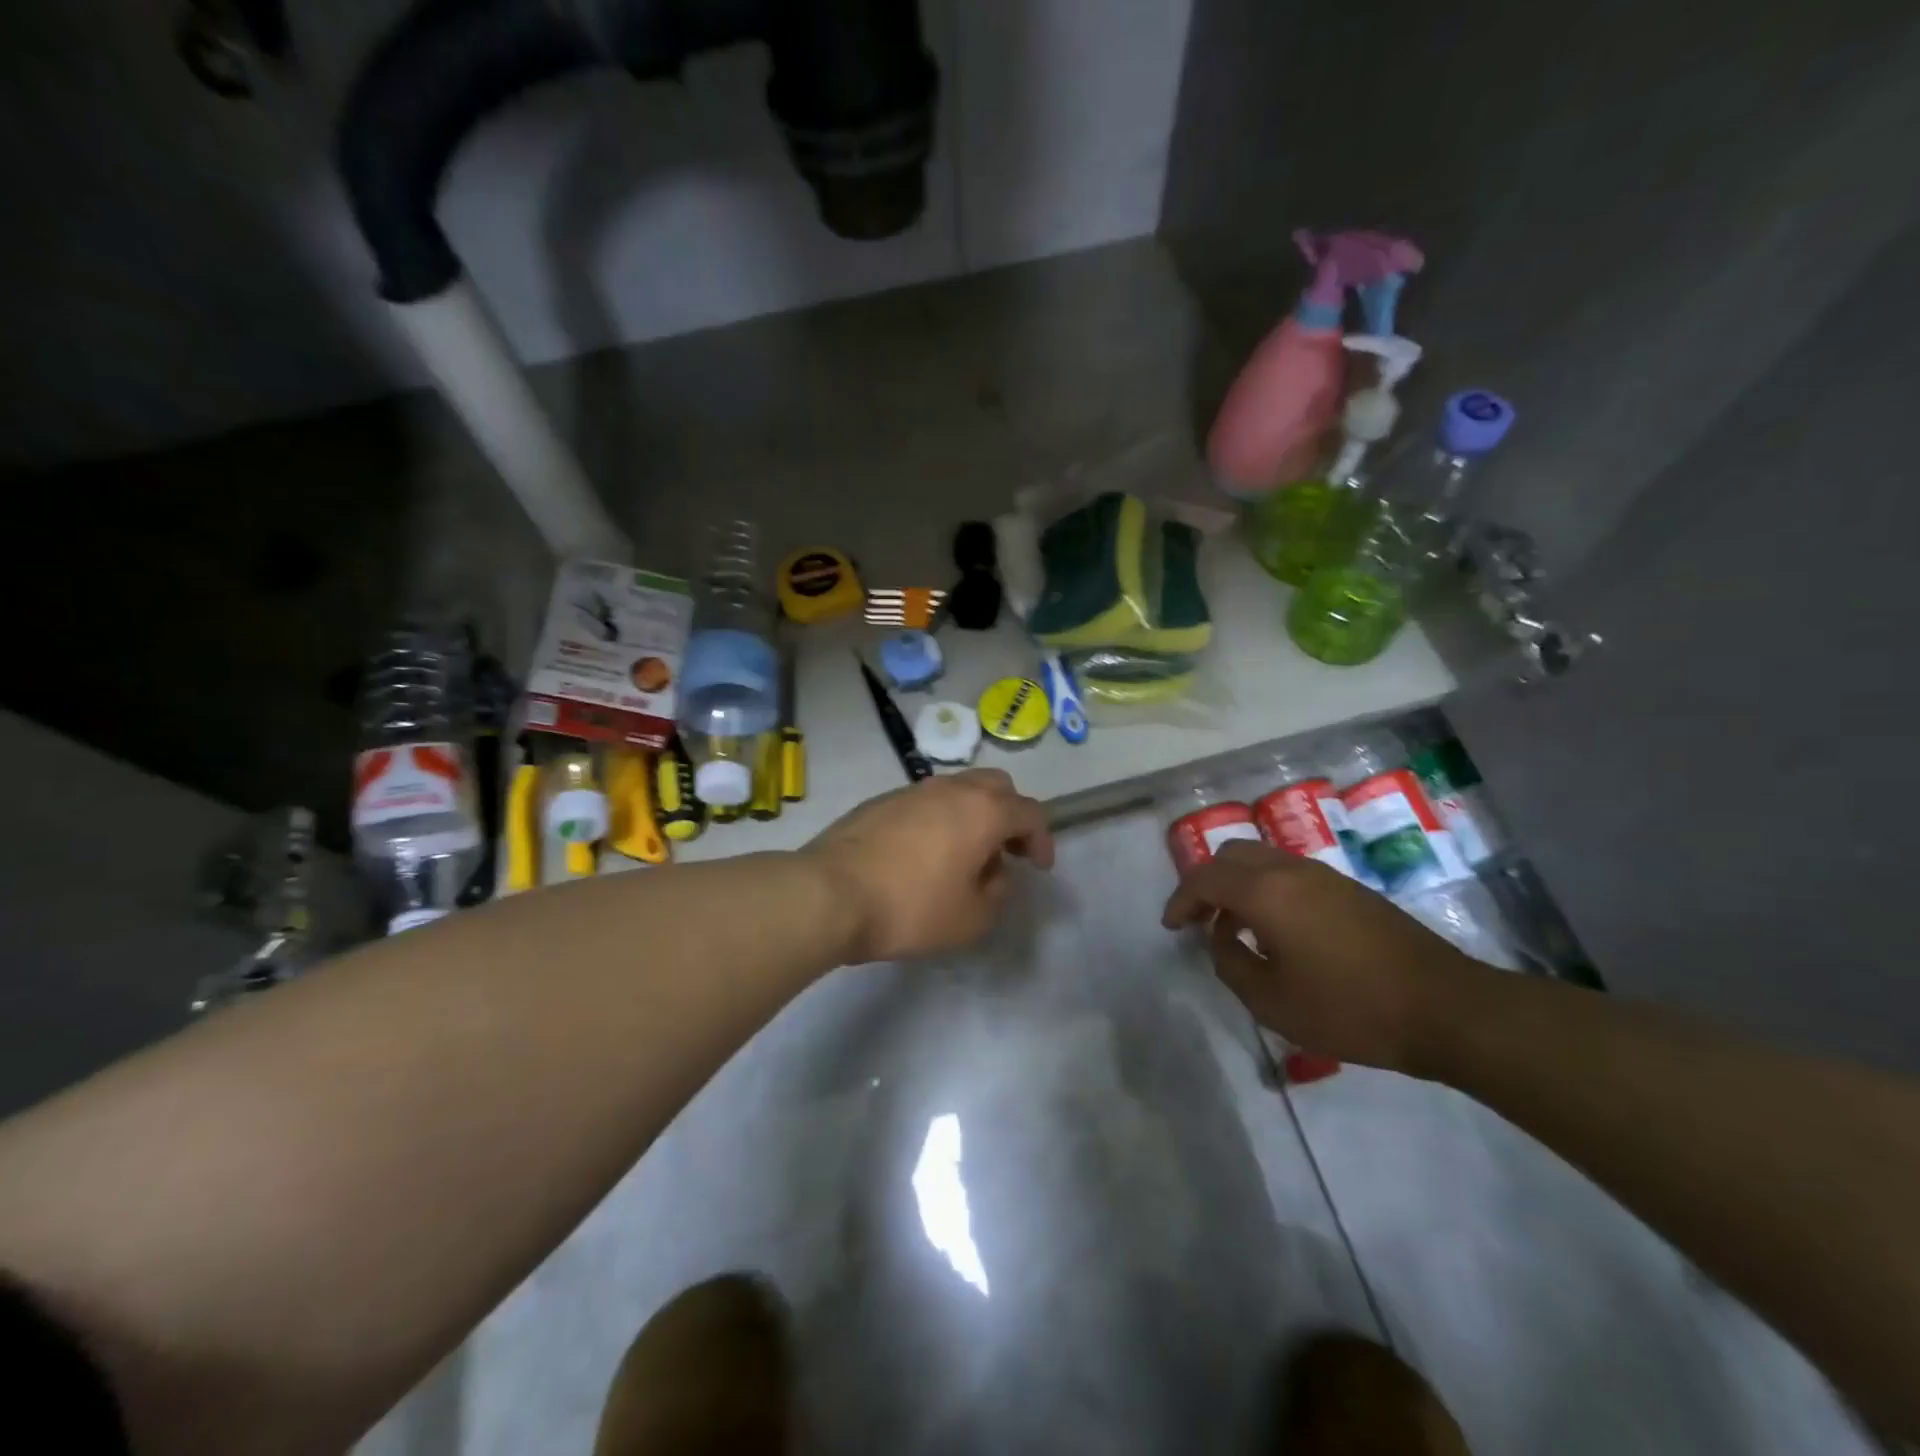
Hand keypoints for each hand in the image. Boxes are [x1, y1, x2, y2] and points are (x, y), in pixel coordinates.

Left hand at [806, 769, 1054, 963]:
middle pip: (997, 786)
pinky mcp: (881, 800)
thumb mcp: (971, 918)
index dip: (1042, 839)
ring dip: (974, 815)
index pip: (1030, 812)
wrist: (830, 893)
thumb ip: (998, 893)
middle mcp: (952, 789)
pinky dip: (940, 819)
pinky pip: (926, 801)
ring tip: (965, 856)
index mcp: (983, 810)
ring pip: (959, 789)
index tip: (1038, 867)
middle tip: (1007, 851)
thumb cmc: (911, 907)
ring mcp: (913, 790)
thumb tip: (996, 874)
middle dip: (1010, 815)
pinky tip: (925, 853)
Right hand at [1161, 841, 1483, 1073]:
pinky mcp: (1350, 889)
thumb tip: (1222, 939)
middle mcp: (1291, 870)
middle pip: (1232, 856)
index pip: (1205, 878)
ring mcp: (1324, 875)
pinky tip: (1277, 930)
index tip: (1171, 926)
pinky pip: (1290, 873)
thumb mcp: (1272, 1001)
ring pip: (1263, 860)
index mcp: (1266, 891)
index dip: (1180, 899)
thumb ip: (1230, 964)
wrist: (1445, 1007)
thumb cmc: (1350, 1008)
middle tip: (1199, 918)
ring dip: (1238, 884)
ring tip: (1234, 927)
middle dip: (1207, 882)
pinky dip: (1267, 889)